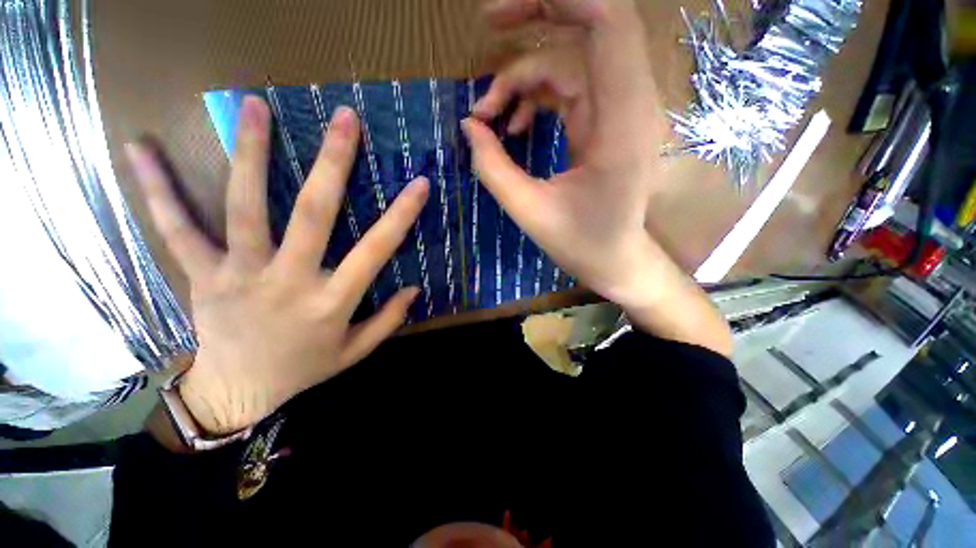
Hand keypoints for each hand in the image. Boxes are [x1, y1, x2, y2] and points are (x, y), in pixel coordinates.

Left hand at [128, 98, 428, 433]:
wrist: (237, 392)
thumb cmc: (303, 369)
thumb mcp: (354, 352)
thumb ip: (388, 320)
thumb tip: (415, 290)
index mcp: (331, 302)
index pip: (375, 251)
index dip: (400, 216)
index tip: (419, 184)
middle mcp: (288, 281)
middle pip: (313, 214)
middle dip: (333, 163)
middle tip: (345, 120)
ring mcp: (238, 274)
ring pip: (244, 207)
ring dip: (250, 153)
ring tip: (256, 106)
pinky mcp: (201, 274)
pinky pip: (177, 228)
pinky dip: (158, 189)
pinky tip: (139, 147)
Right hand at [464, 0, 732, 354]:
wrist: (615, 260)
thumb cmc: (581, 244)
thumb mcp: (529, 210)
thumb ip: (493, 167)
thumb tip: (469, 127)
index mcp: (618, 123)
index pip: (607, 25)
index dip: (562, 0)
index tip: (505, 12)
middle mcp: (626, 106)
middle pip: (588, 29)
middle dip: (536, 21)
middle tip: (489, 22)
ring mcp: (616, 113)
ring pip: (567, 65)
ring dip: (522, 81)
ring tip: (488, 117)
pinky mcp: (603, 125)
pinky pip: (567, 90)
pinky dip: (534, 100)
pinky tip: (513, 127)